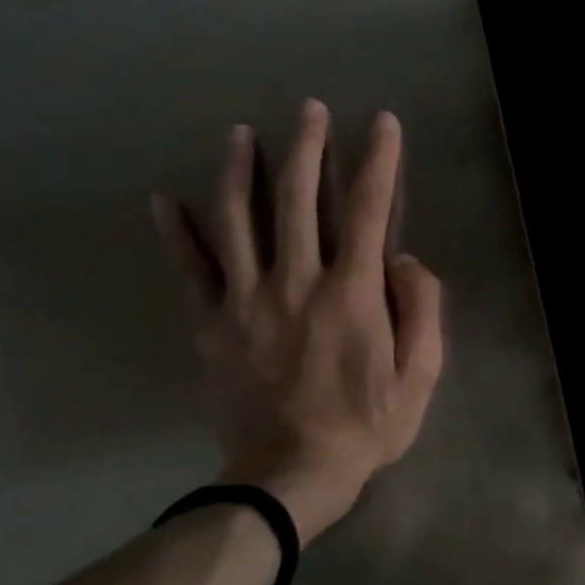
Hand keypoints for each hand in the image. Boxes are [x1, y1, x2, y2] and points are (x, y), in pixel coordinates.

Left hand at [152, 100, 443, 541]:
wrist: (290, 477)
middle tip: (308, 108)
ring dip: (240, 170)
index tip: (381, 123)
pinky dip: (176, 233)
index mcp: (351, 293)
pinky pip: (191, 271)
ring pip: (238, 221)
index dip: (378, 160)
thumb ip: (420, 309)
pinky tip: (163, 199)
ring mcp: (247, 301)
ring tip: (240, 133)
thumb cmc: (366, 425)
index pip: (366, 209)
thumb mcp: (421, 374)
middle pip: (298, 200)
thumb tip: (402, 259)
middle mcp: (296, 282)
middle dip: (307, 147)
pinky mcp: (213, 325)